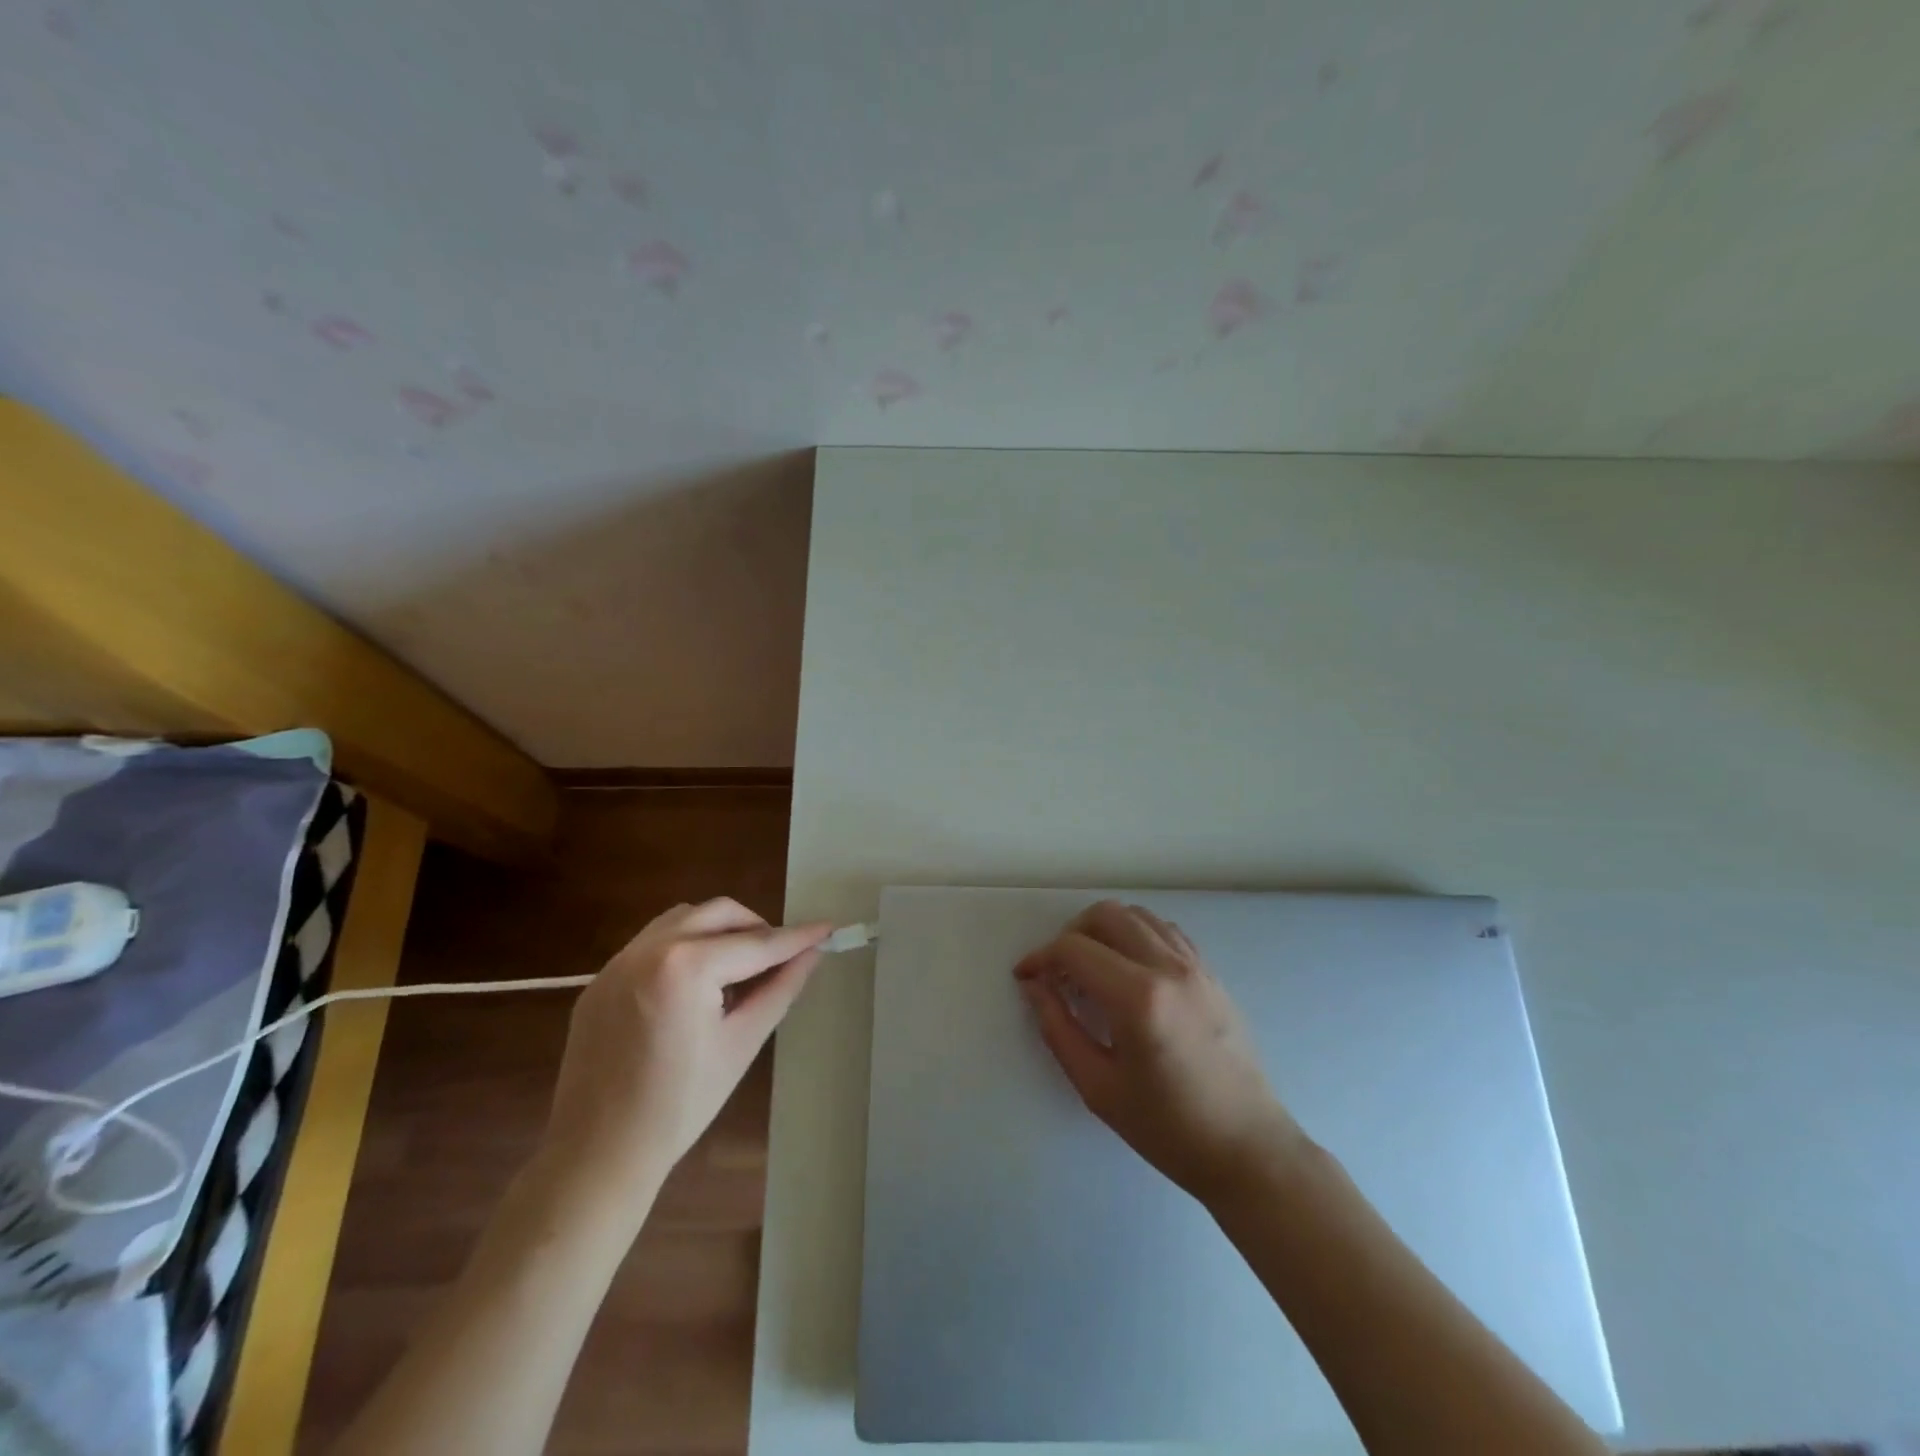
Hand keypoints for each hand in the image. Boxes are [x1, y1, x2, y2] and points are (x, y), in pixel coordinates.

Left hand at [540, 898, 830, 1198]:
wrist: (596, 1154)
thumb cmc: (680, 1105)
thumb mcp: (742, 1043)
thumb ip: (780, 988)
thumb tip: (812, 953)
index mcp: (686, 966)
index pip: (755, 944)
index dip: (796, 937)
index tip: (827, 927)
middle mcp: (649, 949)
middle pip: (718, 913)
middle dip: (756, 927)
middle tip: (780, 957)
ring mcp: (618, 962)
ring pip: (683, 919)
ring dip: (718, 930)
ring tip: (737, 970)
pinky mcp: (600, 980)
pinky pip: (652, 943)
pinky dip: (684, 947)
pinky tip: (694, 987)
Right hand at [1014, 900, 1305, 1203]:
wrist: (1247, 1148)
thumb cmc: (1168, 1128)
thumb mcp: (1098, 1088)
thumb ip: (1058, 1029)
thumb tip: (1034, 987)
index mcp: (1138, 998)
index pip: (1074, 949)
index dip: (1041, 957)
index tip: (1026, 977)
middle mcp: (1168, 967)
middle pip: (1106, 915)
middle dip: (1070, 934)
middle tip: (1058, 970)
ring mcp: (1195, 965)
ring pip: (1137, 915)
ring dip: (1105, 929)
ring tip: (1091, 968)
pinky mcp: (1211, 973)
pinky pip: (1166, 931)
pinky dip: (1137, 935)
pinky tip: (1128, 969)